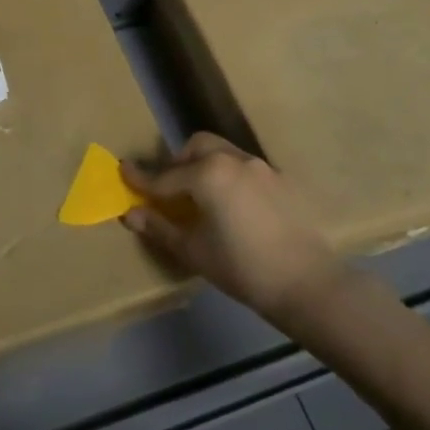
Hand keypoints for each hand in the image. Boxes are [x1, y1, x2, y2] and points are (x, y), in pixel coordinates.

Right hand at [121, 134, 342, 322]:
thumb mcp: (193, 250)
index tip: (123, 170)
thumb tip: (130, 213)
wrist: (306, 282)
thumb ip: (159, 227)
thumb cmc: (241, 268)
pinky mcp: (281, 181)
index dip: (141, 177)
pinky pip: (245, 169)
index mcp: (207, 174)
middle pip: (197, 147)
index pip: (165, 175)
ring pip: (223, 153)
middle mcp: (233, 160)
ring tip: (202, 198)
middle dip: (178, 162)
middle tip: (170, 190)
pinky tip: (233, 207)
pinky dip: (229, 177)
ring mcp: (261, 167)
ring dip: (205, 166)